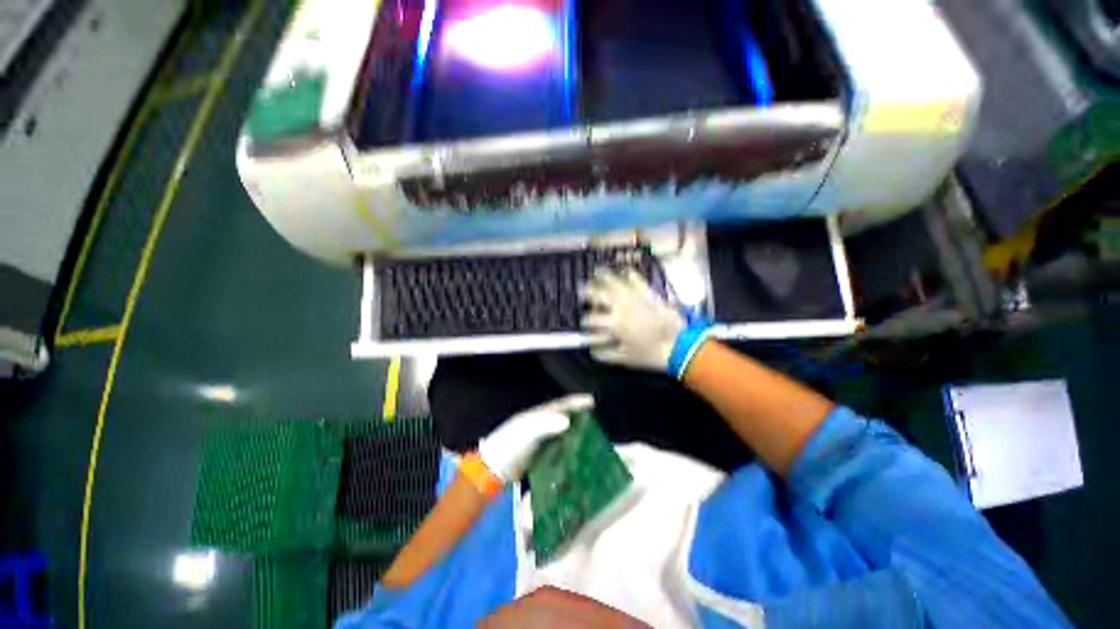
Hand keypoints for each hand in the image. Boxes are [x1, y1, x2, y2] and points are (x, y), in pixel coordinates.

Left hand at [478, 394, 592, 482]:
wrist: (492, 469)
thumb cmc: (509, 445)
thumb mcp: (526, 431)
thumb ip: (545, 424)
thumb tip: (567, 420)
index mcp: (537, 415)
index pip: (560, 404)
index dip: (575, 402)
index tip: (591, 401)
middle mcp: (539, 424)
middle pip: (562, 416)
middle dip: (579, 416)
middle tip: (596, 419)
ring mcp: (539, 440)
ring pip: (561, 432)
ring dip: (575, 432)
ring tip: (592, 436)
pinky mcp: (539, 455)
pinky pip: (558, 447)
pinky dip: (568, 447)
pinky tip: (577, 453)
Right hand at [581, 268, 686, 371]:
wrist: (679, 346)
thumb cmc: (650, 354)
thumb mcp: (625, 358)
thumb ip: (605, 354)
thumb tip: (592, 351)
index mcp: (614, 324)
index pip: (591, 319)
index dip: (585, 320)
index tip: (582, 322)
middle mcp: (621, 307)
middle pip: (599, 295)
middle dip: (587, 292)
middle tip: (581, 289)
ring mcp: (635, 297)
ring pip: (615, 283)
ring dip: (603, 277)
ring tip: (596, 271)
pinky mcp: (648, 294)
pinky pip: (637, 280)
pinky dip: (629, 273)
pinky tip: (624, 269)